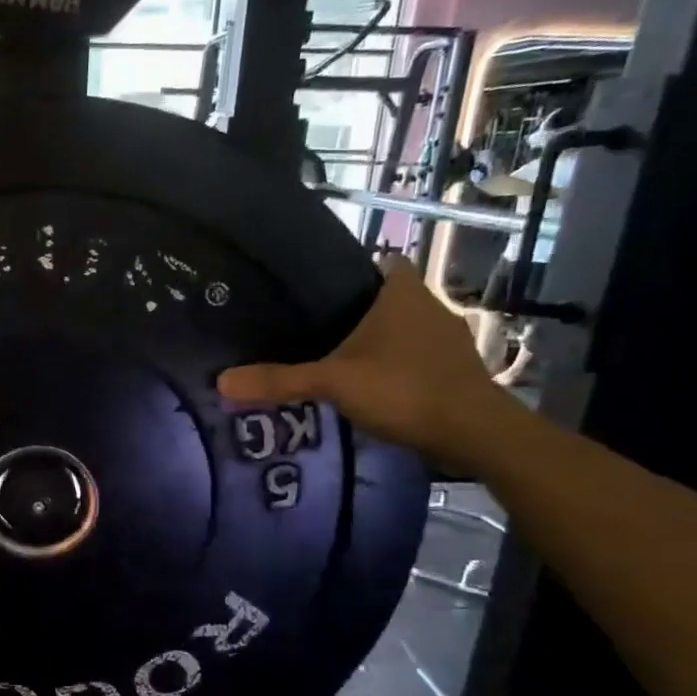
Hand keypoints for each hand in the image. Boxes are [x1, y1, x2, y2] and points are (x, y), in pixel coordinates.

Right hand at [218, 257, 519, 471]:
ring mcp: (447, 340)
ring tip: (333, 359)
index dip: (356, 270)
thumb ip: (279, 381)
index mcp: (403, 293)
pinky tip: (367, 386)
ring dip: (376, 342)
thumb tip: (221, 381)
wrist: (475, 434)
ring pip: (402, 329)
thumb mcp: (333, 382)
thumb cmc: (404, 389)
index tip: (322, 290)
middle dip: (357, 311)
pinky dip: (393, 367)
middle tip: (313, 328)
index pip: (383, 261)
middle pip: (388, 298)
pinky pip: (414, 357)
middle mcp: (430, 307)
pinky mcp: (454, 371)